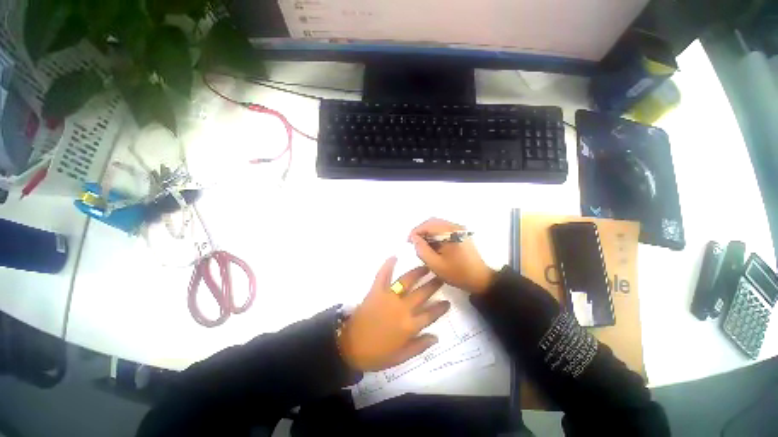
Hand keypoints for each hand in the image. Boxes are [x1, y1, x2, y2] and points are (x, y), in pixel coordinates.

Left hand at [338, 257, 449, 371]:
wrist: (349, 346)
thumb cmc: (376, 354)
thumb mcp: (401, 357)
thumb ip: (419, 346)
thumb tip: (436, 336)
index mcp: (409, 326)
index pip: (431, 314)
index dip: (440, 307)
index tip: (448, 301)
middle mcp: (402, 308)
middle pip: (422, 293)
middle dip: (433, 284)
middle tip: (440, 276)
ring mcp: (389, 297)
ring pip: (407, 281)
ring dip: (418, 272)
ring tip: (425, 266)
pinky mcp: (376, 290)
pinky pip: (383, 275)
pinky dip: (388, 265)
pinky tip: (394, 256)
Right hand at [409, 218, 495, 294]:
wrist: (480, 279)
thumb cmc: (457, 273)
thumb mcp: (435, 264)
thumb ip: (422, 250)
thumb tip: (414, 238)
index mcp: (451, 232)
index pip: (428, 225)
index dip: (416, 232)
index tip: (409, 242)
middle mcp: (456, 226)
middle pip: (433, 222)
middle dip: (421, 231)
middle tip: (414, 243)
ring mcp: (460, 229)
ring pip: (437, 225)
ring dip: (428, 233)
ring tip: (423, 246)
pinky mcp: (461, 233)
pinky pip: (444, 229)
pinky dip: (435, 235)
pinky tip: (433, 246)